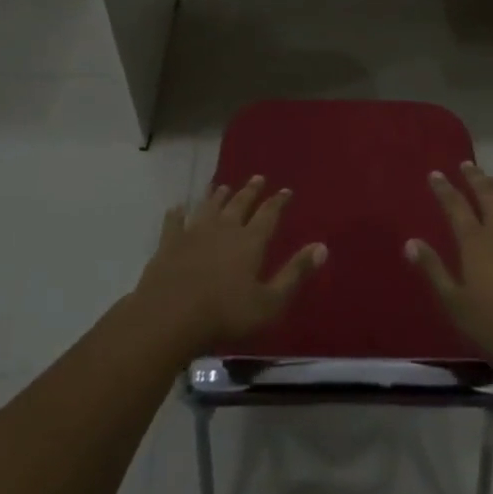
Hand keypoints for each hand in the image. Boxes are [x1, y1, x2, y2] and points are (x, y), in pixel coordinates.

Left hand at [131, 175, 326, 356]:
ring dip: (217, 195)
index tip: (286, 190)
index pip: (269, 214)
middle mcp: (224, 228)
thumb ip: (295, 274)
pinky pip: (174, 221)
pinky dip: (177, 213)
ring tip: (223, 186)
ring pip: (209, 206)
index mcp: (250, 241)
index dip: (279, 202)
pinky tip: (177, 207)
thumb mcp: (269, 302)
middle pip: (240, 203)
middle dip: (250, 190)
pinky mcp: (170, 242)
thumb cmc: (225, 314)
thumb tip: (322, 247)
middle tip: (258, 177)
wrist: (170, 316)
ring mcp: (194, 232)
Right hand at [406, 161, 492, 371]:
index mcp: (475, 241)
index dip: (444, 188)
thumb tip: (409, 243)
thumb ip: (433, 270)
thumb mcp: (456, 304)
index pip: (455, 205)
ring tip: (491, 179)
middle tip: (466, 164)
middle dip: (474, 176)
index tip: (435, 174)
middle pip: (486, 192)